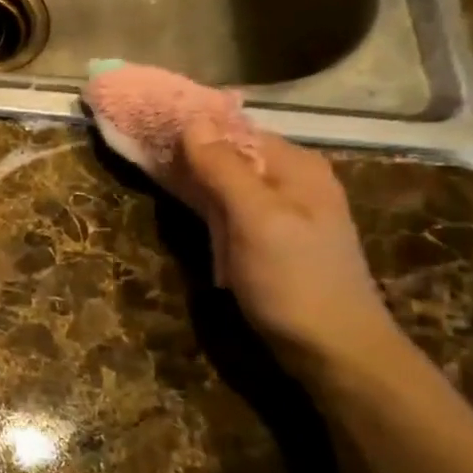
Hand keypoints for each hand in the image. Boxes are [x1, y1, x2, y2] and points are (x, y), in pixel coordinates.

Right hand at [165, 121, 400, 373]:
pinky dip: (203, 202)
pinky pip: (229, 208)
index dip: (192, 124)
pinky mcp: (268, 241)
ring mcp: (281, 213)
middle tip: (139, 146)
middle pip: (230, 153)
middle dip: (188, 149)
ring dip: (191, 176)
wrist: (333, 350)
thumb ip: (223, 169)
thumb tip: (191, 122)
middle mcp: (291, 181)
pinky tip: (180, 204)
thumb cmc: (294, 279)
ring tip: (148, 168)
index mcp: (295, 167)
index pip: (235, 128)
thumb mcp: (256, 218)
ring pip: (227, 182)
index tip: (146, 122)